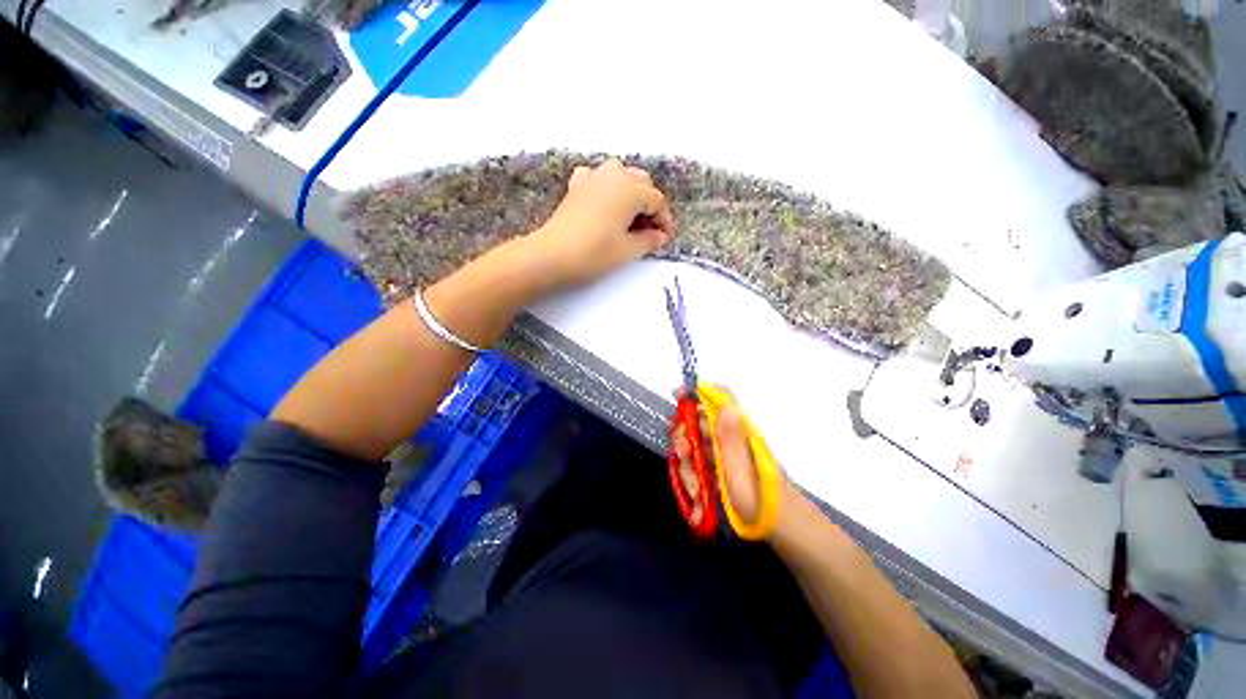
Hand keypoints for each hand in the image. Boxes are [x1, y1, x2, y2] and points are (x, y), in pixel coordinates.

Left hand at [526, 159, 675, 289]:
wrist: (551, 256)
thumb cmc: (594, 253)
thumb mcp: (628, 250)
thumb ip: (649, 240)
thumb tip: (660, 235)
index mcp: (630, 189)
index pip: (657, 200)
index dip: (664, 220)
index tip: (665, 238)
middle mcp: (613, 174)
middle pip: (641, 182)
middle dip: (649, 204)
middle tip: (649, 231)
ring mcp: (592, 177)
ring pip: (621, 176)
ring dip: (631, 193)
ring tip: (630, 219)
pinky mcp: (576, 186)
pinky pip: (598, 178)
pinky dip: (607, 188)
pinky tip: (606, 204)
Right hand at [671, 387, 789, 533]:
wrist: (777, 526)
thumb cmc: (760, 497)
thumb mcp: (742, 468)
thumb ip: (731, 437)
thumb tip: (726, 405)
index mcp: (737, 431)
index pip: (720, 399)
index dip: (698, 391)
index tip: (678, 394)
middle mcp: (730, 438)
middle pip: (698, 423)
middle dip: (684, 438)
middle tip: (682, 454)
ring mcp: (724, 455)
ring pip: (695, 447)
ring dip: (688, 467)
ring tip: (696, 490)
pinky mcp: (720, 470)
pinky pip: (700, 467)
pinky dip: (695, 480)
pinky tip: (699, 499)